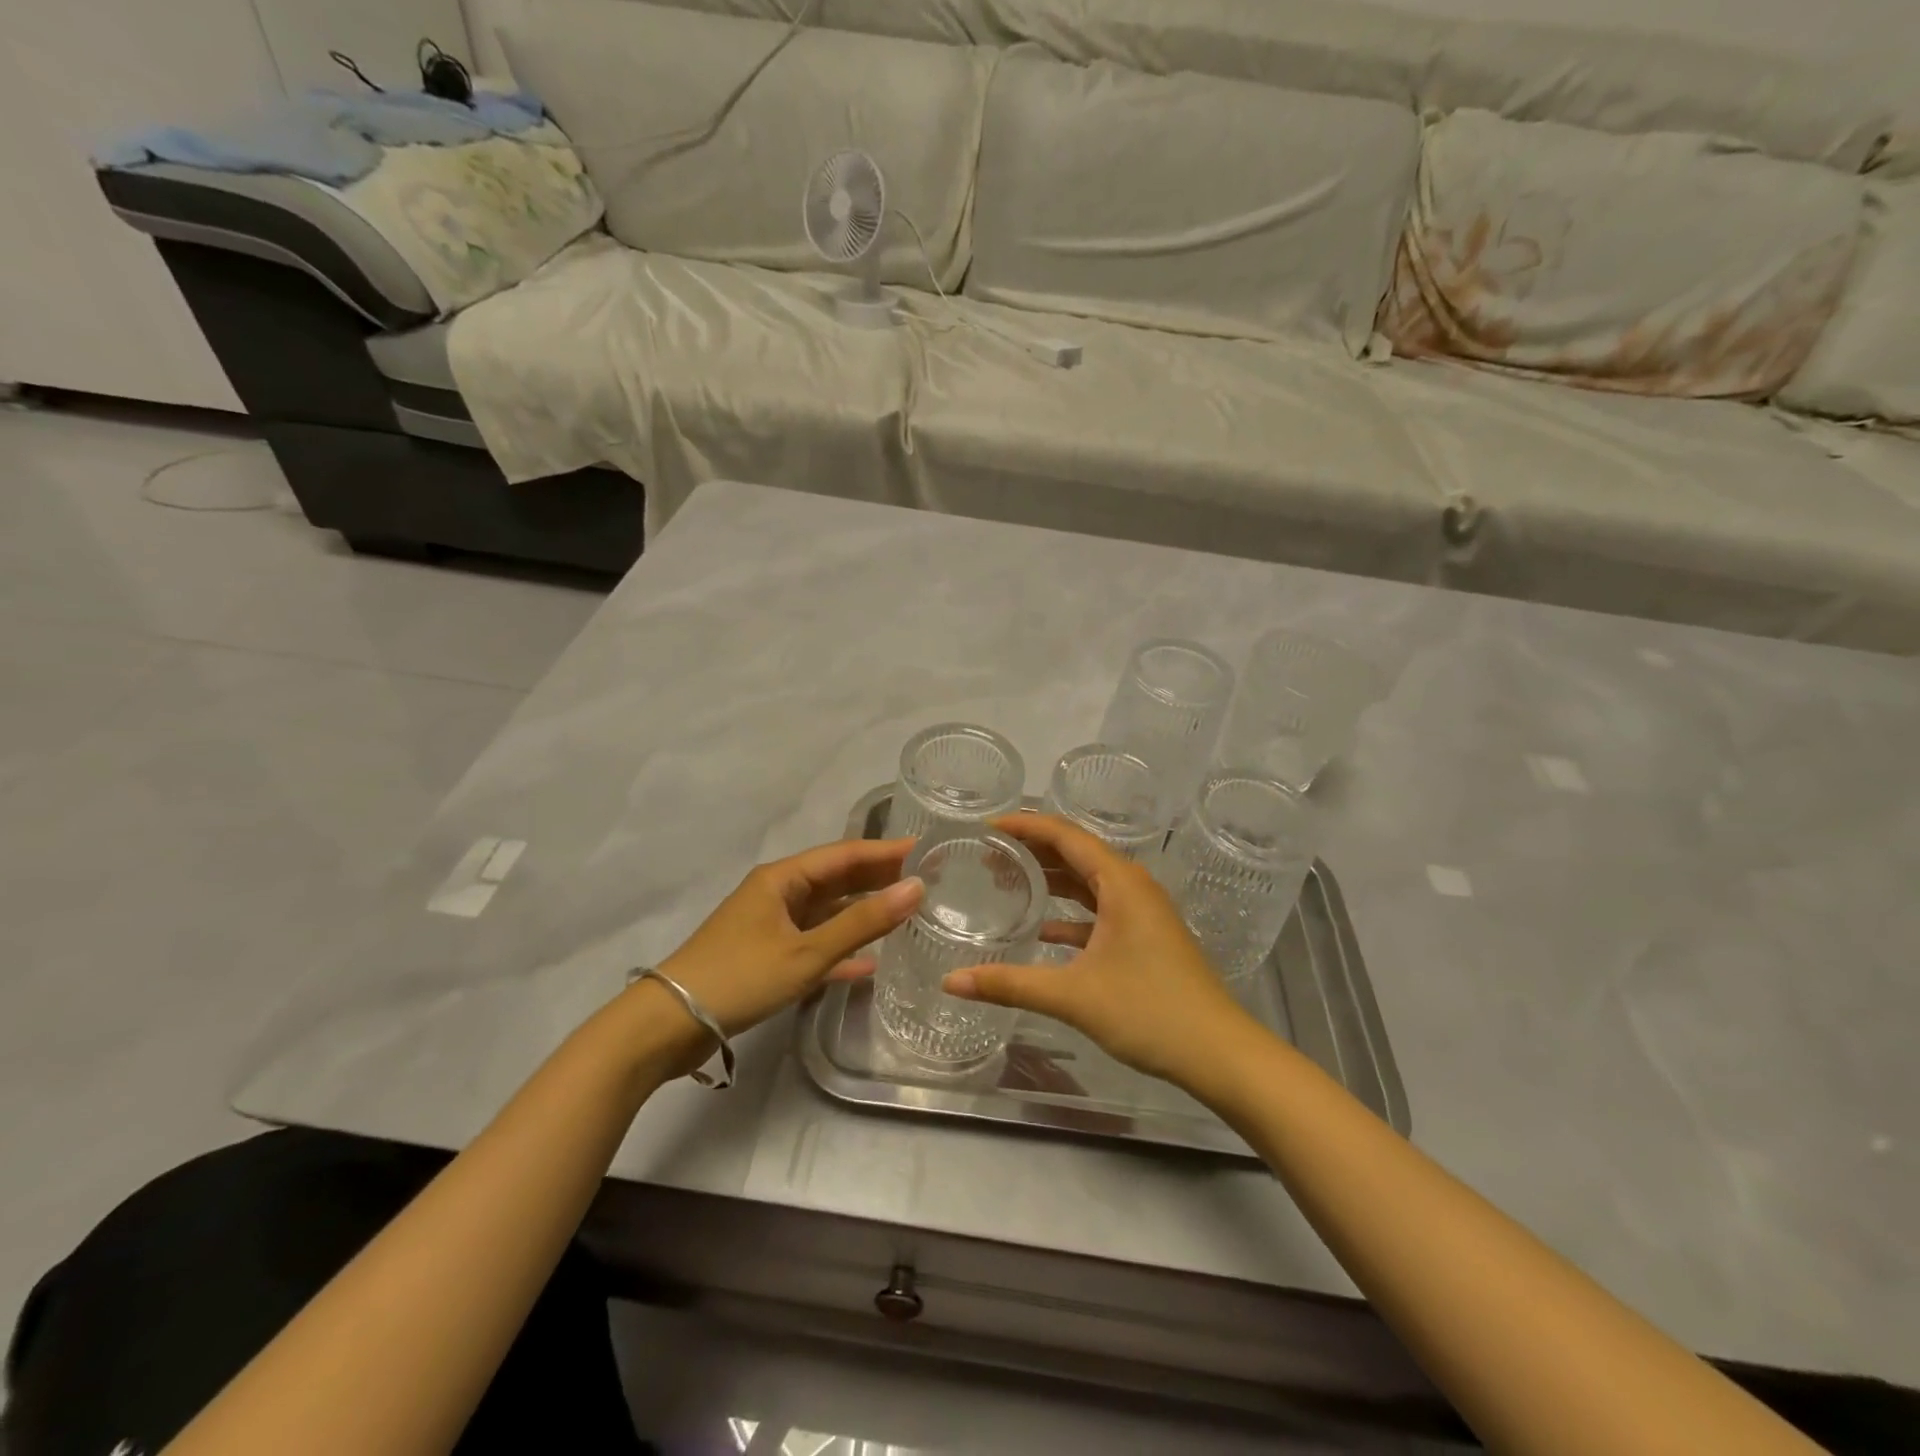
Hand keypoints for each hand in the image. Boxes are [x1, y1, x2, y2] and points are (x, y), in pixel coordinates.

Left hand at [655, 837, 922, 1039]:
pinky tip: (870, 963)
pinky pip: (814, 943)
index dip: (886, 851)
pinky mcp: (767, 956)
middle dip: (878, 878)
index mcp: (783, 878)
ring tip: (907, 912)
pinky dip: (841, 948)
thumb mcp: (807, 951)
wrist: (670, 1024)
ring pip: (827, 911)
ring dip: (863, 912)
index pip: (844, 854)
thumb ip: (862, 922)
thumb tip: (915, 888)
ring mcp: (771, 925)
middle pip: (836, 879)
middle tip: (926, 880)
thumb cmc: (740, 976)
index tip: (926, 850)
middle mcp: (778, 893)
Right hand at [941, 814, 1263, 1089]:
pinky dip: (1070, 912)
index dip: (1025, 826)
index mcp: (1120, 882)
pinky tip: (1042, 929)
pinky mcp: (1146, 937)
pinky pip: (1100, 909)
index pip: (1065, 835)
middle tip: (988, 853)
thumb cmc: (1150, 1011)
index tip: (986, 826)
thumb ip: (1010, 984)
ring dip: (1052, 879)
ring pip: (1089, 882)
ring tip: (1007, 880)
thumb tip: (951, 982)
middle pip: (1076, 853)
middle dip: (1033, 850)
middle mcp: (1133, 886)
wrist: (1220, 1053)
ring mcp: (1143, 912)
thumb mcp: (1074, 996)